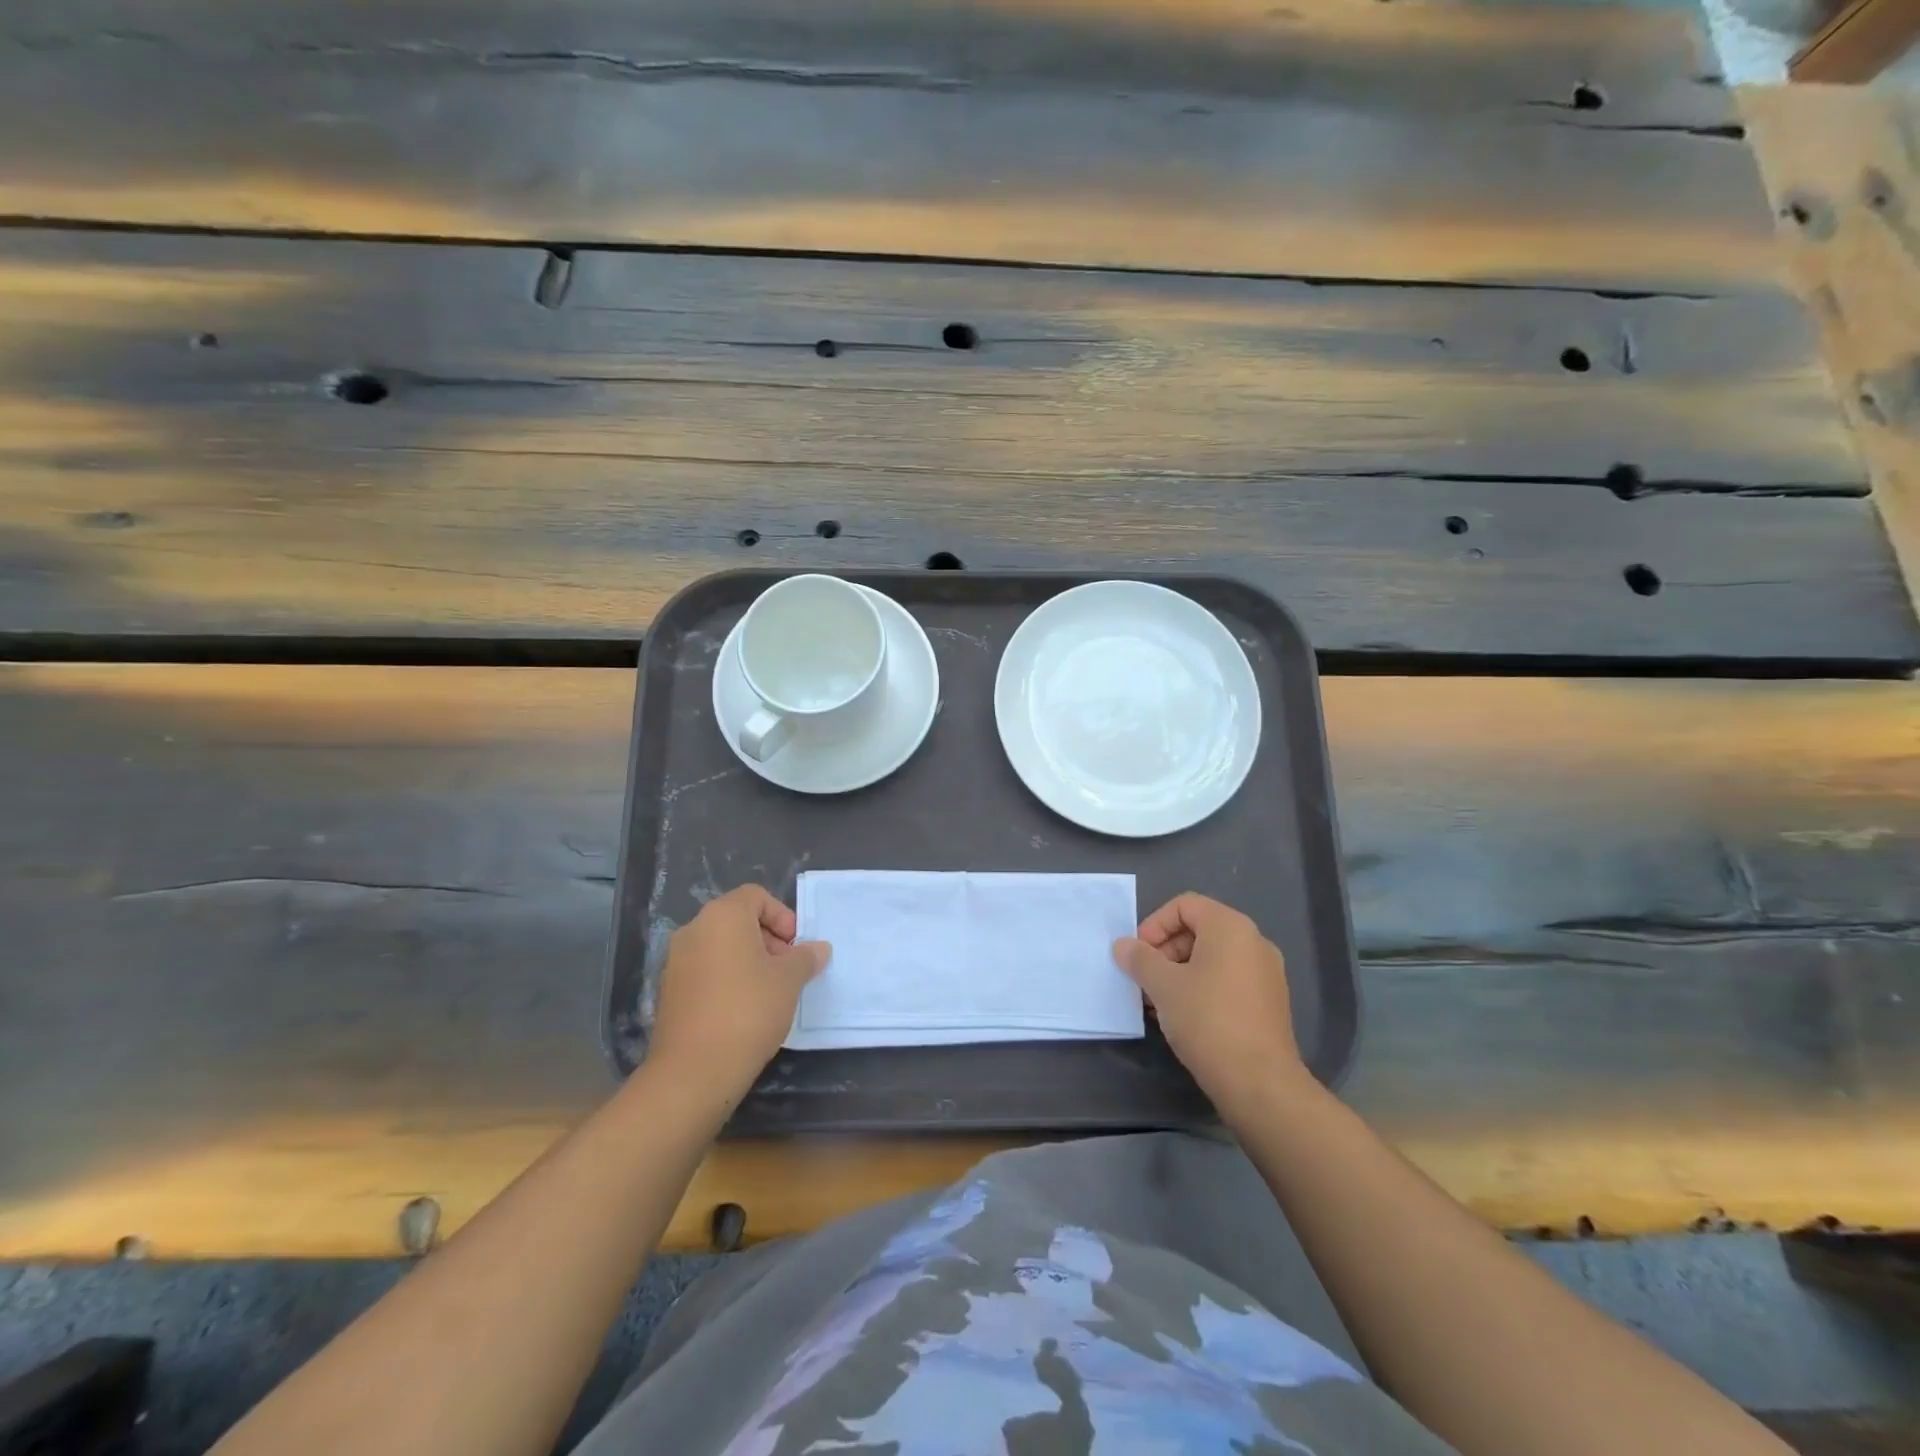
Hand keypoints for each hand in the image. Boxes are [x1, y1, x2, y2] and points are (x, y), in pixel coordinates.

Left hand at [649, 885, 829, 1104]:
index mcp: (722, 916)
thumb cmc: (749, 1010)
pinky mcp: (669, 992)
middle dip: (768, 939)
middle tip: (788, 969)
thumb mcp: (789, 980)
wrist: (694, 1070)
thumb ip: (806, 957)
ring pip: (720, 947)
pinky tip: (744, 1010)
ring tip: (770, 992)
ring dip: (748, 960)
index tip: (796, 947)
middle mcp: (694, 930)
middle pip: (737, 920)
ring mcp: (676, 962)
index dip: (782, 916)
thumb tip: (819, 948)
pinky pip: (705, 971)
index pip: (756, 896)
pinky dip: (727, 979)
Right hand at [1113, 893, 1307, 1114]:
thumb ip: (1139, 959)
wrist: (1260, 1083)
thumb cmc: (1207, 1020)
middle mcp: (1254, 942)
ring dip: (1179, 973)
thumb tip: (1123, 946)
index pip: (1184, 905)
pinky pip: (1227, 981)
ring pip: (1212, 959)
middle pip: (1199, 930)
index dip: (1154, 924)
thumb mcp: (1163, 985)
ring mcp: (1266, 974)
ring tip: (1158, 1002)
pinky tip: (1182, 1017)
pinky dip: (1201, 989)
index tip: (1139, 954)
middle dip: (1165, 951)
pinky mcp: (1269, 1003)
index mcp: (1231, 927)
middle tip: (1144, 980)